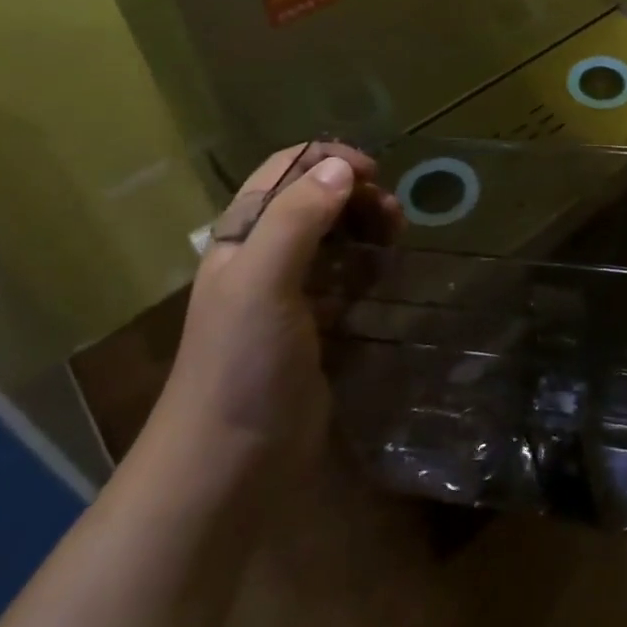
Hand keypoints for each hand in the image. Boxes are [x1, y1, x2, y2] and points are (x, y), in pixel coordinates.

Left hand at [149, 143, 400, 467]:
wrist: (229, 466)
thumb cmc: (241, 365)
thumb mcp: (262, 281)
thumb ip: (298, 219)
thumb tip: (342, 167)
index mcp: (243, 236)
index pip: (286, 170)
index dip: (329, 161)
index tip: (375, 174)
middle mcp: (263, 256)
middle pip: (316, 199)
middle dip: (357, 194)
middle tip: (394, 214)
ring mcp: (289, 293)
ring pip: (335, 237)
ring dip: (367, 227)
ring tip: (397, 239)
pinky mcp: (314, 326)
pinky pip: (346, 279)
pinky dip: (369, 267)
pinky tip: (385, 277)